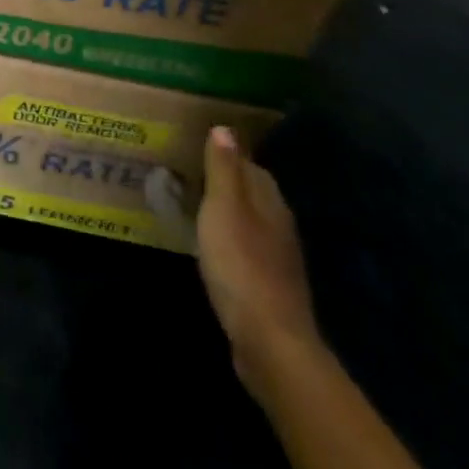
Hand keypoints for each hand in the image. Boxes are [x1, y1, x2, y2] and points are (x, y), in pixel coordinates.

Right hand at [196, 125, 320, 404]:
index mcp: (270, 202)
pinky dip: (230, 240)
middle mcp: (279, 225)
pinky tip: (212, 247)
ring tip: (195, 206)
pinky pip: (248, 249)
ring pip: (251, 222)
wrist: (269, 341)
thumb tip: (225, 128)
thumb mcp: (223, 209)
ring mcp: (278, 259)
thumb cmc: (241, 265)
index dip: (227, 155)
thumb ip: (223, 170)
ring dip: (228, 212)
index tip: (196, 148)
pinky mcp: (269, 287)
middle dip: (227, 182)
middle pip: (254, 193)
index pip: (251, 166)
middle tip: (189, 173)